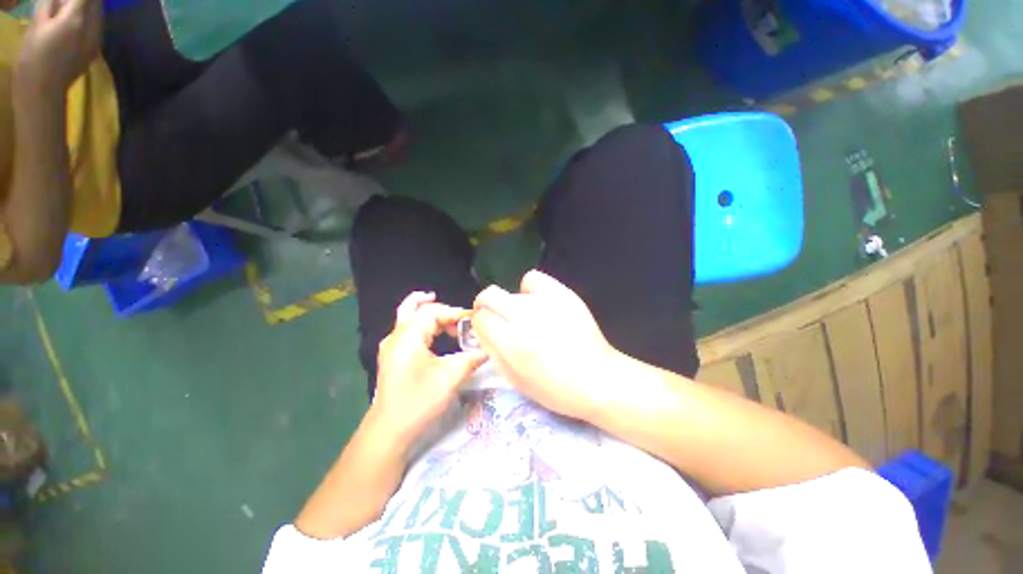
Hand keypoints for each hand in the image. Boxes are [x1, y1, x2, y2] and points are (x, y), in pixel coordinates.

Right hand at [16, 0, 102, 94]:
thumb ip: (49, 4)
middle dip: (84, 0)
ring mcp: (97, 41)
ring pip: (99, 15)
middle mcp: (92, 28)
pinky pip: (97, 29)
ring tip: (69, 10)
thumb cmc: (33, 55)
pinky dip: (90, 20)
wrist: (43, 90)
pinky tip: (76, 23)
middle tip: (66, 3)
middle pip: (96, 4)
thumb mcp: (37, 23)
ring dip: (88, 8)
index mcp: (76, 19)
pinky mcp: (95, 51)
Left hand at [372, 292, 486, 444]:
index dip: (455, 312)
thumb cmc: (420, 399)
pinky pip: (408, 332)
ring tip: (449, 320)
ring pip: (409, 318)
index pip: (433, 312)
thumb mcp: (451, 376)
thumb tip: (489, 348)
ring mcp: (391, 347)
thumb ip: (472, 357)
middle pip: (417, 309)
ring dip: (430, 315)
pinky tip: (436, 337)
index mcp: (408, 335)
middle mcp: (396, 336)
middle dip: (441, 310)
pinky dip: (424, 328)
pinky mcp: (393, 358)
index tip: (474, 321)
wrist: (389, 431)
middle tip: (461, 319)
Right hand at [472, 270, 622, 419]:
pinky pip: (533, 279)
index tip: (487, 328)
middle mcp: (525, 318)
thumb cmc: (554, 388)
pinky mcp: (562, 293)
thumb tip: (482, 328)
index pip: (480, 318)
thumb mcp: (514, 378)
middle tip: (497, 317)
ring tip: (529, 319)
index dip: (480, 323)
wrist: (596, 378)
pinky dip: (530, 289)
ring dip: (511, 305)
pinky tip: (539, 303)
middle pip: (489, 295)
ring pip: (511, 291)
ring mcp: (545, 302)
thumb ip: (492, 350)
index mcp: (512, 344)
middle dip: (485, 305)